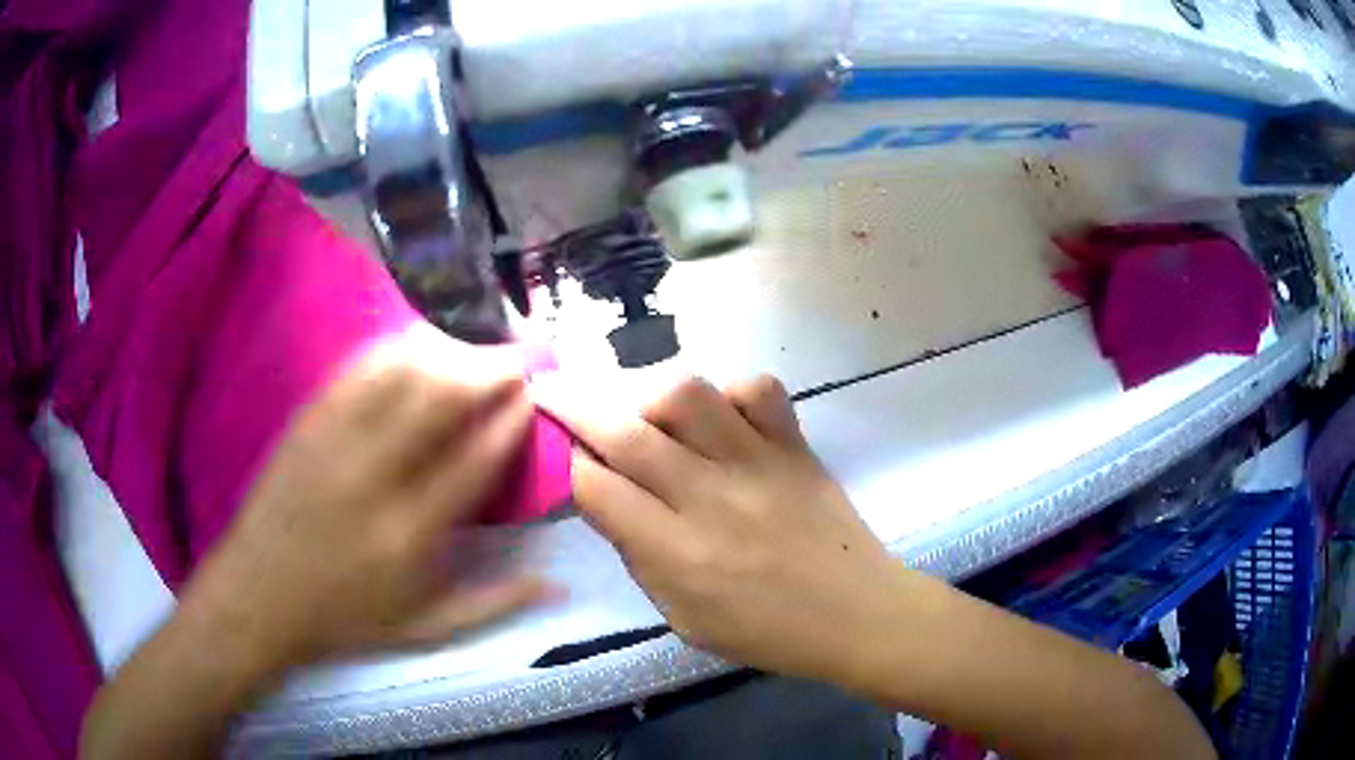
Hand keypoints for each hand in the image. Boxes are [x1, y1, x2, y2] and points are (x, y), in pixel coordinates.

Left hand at [186, 324, 547, 670]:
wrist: (258, 598)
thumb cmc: (344, 620)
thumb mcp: (425, 629)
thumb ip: (495, 603)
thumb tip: (558, 581)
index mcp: (410, 534)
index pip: (474, 459)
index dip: (509, 420)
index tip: (532, 396)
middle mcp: (374, 478)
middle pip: (438, 400)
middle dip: (486, 370)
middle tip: (515, 359)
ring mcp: (334, 443)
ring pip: (397, 375)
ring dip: (443, 353)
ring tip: (470, 351)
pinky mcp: (307, 424)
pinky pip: (354, 372)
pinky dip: (391, 352)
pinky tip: (413, 346)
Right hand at [539, 374, 901, 683]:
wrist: (857, 614)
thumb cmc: (767, 632)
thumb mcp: (683, 619)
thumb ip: (640, 557)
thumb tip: (608, 498)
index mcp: (678, 554)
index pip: (596, 488)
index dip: (567, 464)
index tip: (557, 450)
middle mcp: (710, 497)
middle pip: (626, 432)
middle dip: (574, 404)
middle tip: (550, 388)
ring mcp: (757, 462)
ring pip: (687, 394)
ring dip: (647, 392)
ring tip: (641, 408)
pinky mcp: (795, 445)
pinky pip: (757, 390)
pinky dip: (729, 391)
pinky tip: (719, 414)